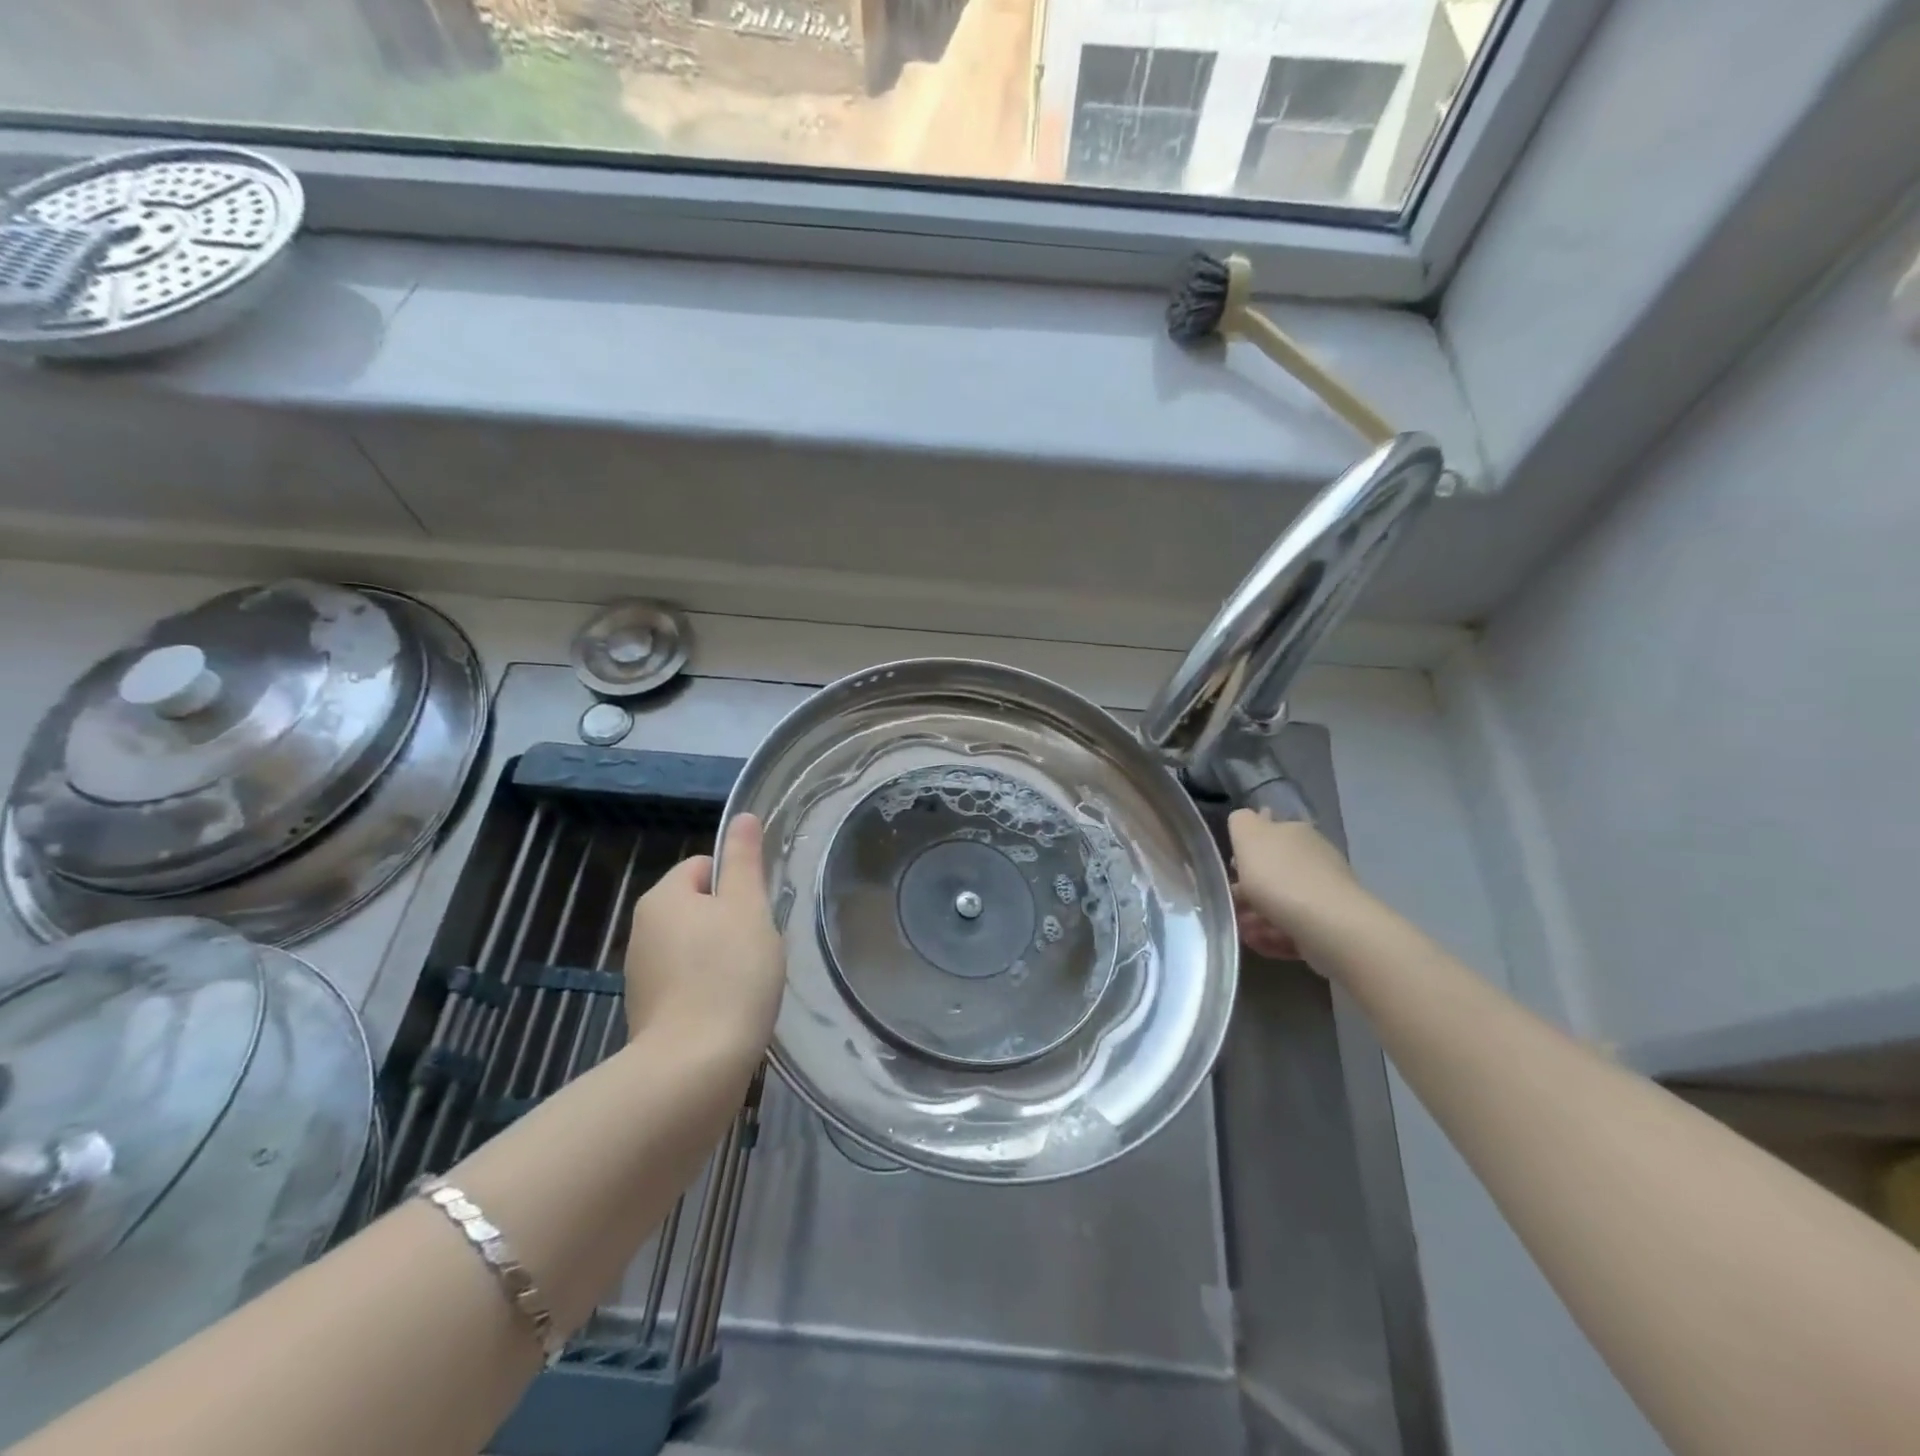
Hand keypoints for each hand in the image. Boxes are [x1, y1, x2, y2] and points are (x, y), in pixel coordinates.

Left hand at [624, 814, 785, 1052]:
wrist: (694, 1068)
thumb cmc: (728, 974)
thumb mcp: (748, 908)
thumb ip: (745, 860)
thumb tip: (742, 817)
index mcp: (663, 897)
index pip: (704, 867)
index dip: (737, 884)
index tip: (758, 913)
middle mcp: (643, 930)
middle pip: (699, 907)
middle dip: (731, 922)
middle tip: (758, 947)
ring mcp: (642, 974)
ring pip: (695, 946)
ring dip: (722, 957)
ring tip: (748, 982)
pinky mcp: (649, 1012)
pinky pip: (687, 982)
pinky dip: (710, 989)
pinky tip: (731, 1009)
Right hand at [1228, 809, 1364, 964]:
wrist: (1329, 926)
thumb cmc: (1280, 877)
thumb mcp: (1249, 836)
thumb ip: (1241, 822)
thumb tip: (1246, 819)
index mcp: (1294, 832)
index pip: (1268, 831)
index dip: (1246, 849)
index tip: (1231, 869)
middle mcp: (1312, 857)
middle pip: (1273, 871)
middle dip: (1248, 889)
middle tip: (1231, 905)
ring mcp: (1323, 892)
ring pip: (1281, 902)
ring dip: (1257, 917)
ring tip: (1244, 932)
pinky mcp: (1328, 925)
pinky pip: (1293, 928)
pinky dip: (1274, 936)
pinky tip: (1261, 944)